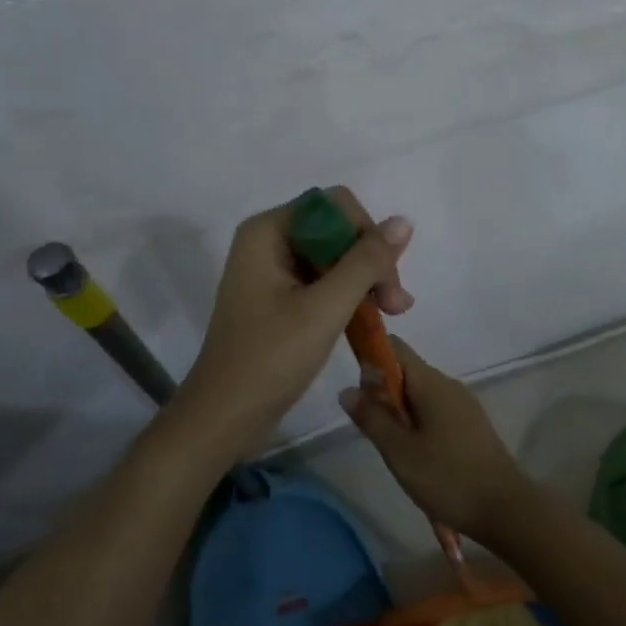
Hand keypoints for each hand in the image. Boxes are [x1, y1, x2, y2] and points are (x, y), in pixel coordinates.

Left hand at [176, 189, 412, 455]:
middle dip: (371, 261)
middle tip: (396, 306)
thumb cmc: (269, 360)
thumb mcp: (325, 308)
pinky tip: (372, 317)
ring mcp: (272, 267)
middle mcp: (269, 239)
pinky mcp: (279, 294)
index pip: (336, 206)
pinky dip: (349, 294)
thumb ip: (366, 262)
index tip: (387, 281)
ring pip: (335, 254)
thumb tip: (403, 222)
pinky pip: (323, 277)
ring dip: (366, 279)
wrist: (223, 418)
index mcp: (268, 231)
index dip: (368, 235)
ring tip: (391, 314)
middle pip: (337, 228)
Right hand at [339, 338, 534, 542]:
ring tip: (395, 449)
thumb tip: (347, 389)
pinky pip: (436, 411)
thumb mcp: (400, 452)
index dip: (371, 358)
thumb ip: (372, 418)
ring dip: (401, 413)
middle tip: (374, 430)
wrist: (505, 509)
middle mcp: (447, 384)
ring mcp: (463, 403)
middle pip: (406, 372)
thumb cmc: (448, 478)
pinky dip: (419, 424)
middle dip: (383, 393)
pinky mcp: (471, 423)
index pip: (395, 348)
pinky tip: (418, 457)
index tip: (359, 390)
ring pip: (420, 394)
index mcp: (430, 382)